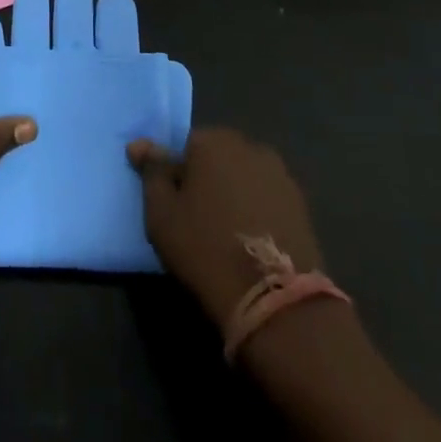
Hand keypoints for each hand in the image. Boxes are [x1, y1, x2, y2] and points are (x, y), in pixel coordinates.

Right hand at [127, 128, 324, 325]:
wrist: (275, 301)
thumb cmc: (206, 249)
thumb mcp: (162, 213)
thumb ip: (152, 173)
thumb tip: (139, 144)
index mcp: (214, 140)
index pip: (185, 145)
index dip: (176, 175)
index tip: (174, 205)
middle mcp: (250, 146)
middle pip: (217, 158)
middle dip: (206, 180)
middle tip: (196, 220)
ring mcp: (280, 175)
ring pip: (243, 178)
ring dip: (233, 195)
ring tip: (226, 235)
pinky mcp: (301, 205)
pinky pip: (266, 199)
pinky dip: (257, 212)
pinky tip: (251, 242)